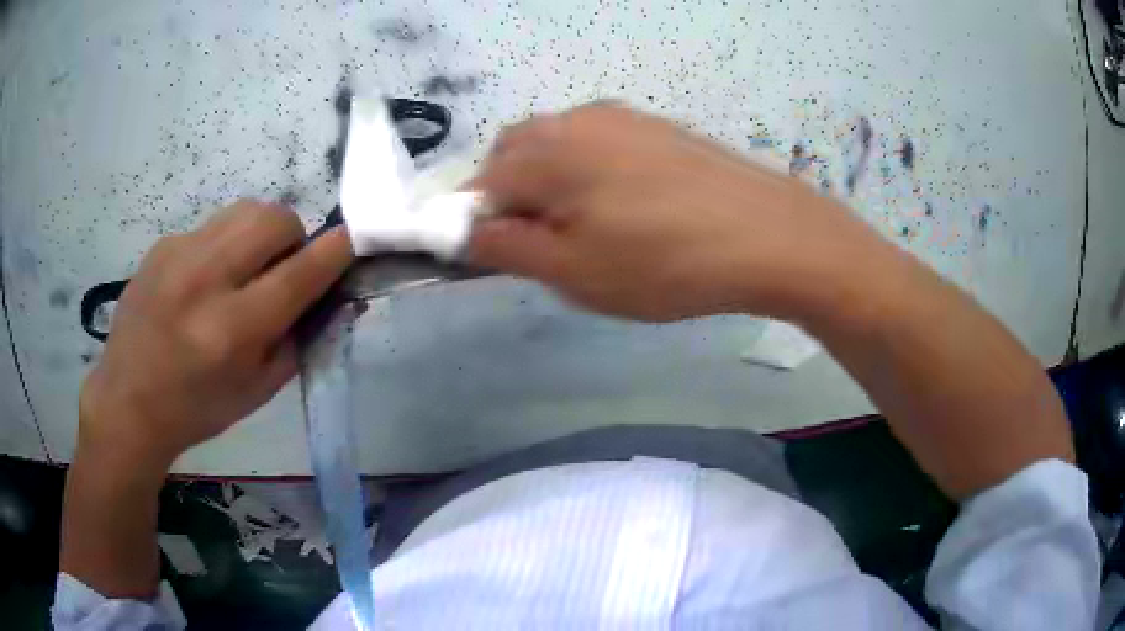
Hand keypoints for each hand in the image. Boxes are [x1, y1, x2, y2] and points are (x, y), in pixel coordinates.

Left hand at [78, 200, 353, 468]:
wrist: (128, 401)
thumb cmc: (198, 408)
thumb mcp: (258, 391)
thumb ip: (300, 339)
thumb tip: (333, 295)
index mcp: (233, 330)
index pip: (300, 272)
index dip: (337, 251)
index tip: (353, 241)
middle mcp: (206, 280)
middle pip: (274, 218)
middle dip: (293, 236)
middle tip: (282, 269)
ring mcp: (179, 254)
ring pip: (244, 210)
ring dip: (260, 233)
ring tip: (244, 270)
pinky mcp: (163, 244)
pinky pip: (212, 227)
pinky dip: (223, 246)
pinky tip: (204, 282)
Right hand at [469, 103, 893, 321]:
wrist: (770, 236)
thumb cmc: (665, 262)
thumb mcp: (573, 271)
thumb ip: (504, 247)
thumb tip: (461, 232)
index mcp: (546, 151)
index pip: (480, 184)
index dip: (476, 224)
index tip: (498, 259)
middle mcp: (576, 120)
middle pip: (514, 155)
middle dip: (510, 198)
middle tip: (542, 245)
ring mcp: (622, 118)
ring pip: (557, 147)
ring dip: (549, 184)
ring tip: (588, 230)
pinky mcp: (657, 128)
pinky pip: (598, 145)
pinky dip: (588, 173)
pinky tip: (627, 209)